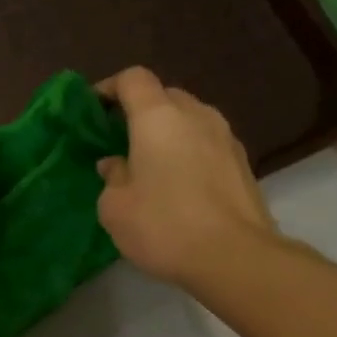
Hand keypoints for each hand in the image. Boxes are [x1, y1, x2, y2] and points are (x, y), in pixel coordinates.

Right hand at [95, 67, 276, 288]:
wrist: (234, 257)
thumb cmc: (164, 225)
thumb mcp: (115, 208)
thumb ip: (111, 177)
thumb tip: (116, 164)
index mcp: (158, 117)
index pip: (133, 79)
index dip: (110, 88)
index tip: (93, 109)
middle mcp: (196, 115)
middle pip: (164, 96)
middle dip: (140, 111)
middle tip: (120, 140)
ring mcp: (225, 137)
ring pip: (189, 120)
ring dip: (168, 133)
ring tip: (149, 164)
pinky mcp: (243, 163)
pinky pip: (207, 144)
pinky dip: (189, 153)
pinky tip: (178, 185)